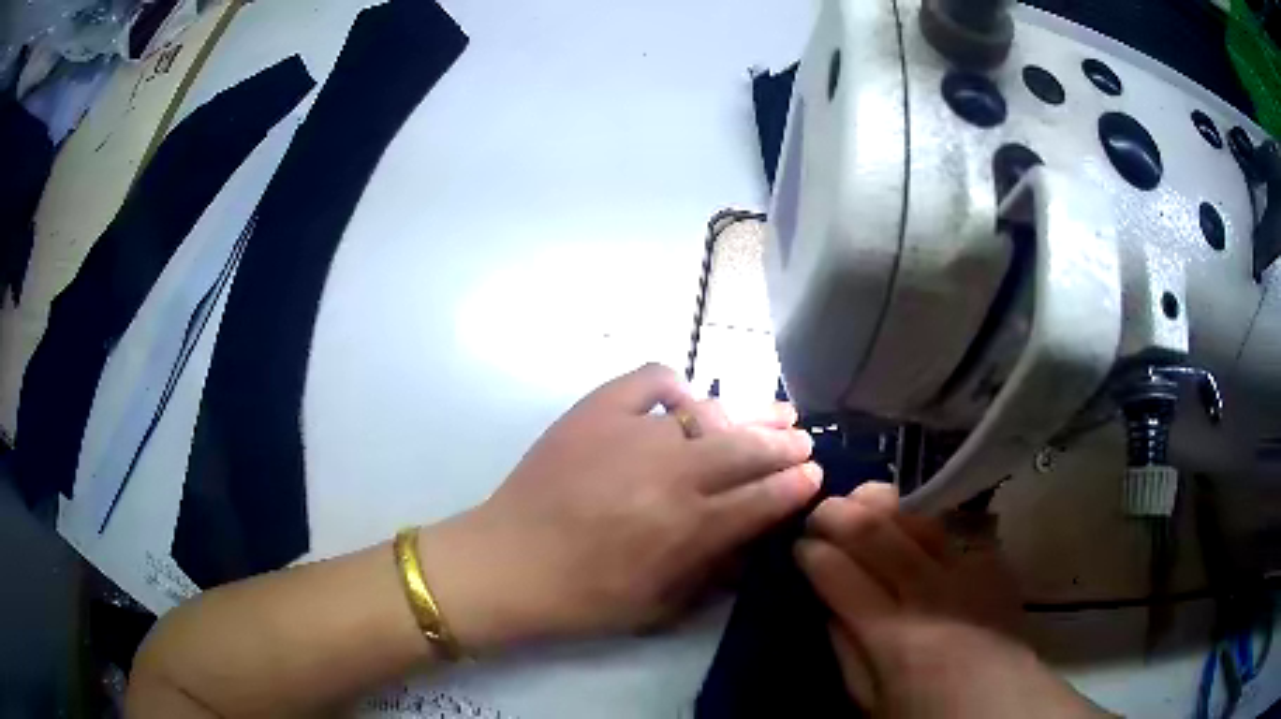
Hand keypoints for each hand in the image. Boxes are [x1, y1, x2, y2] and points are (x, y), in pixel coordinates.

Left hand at [421, 364, 820, 652]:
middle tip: (803, 442)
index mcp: (686, 528)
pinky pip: (649, 380)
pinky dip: (675, 385)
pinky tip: (686, 400)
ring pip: (710, 413)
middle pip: (747, 449)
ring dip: (750, 413)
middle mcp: (670, 475)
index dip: (796, 486)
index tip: (815, 475)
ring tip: (777, 410)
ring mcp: (631, 435)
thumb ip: (715, 571)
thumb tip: (757, 537)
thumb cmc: (584, 598)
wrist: (507, 562)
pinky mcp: (595, 411)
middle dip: (785, 445)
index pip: (762, 499)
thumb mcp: (661, 606)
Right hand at [798, 483, 1109, 717]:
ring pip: (917, 520)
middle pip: (877, 536)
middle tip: (821, 509)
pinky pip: (957, 527)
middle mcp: (928, 592)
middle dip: (840, 514)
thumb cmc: (929, 713)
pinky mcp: (991, 564)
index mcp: (892, 634)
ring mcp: (966, 571)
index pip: (841, 576)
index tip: (801, 546)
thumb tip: (832, 610)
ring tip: (862, 495)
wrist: (1003, 704)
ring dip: (884, 503)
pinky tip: (917, 513)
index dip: (815, 555)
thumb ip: (848, 655)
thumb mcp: (871, 703)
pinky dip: (930, 516)